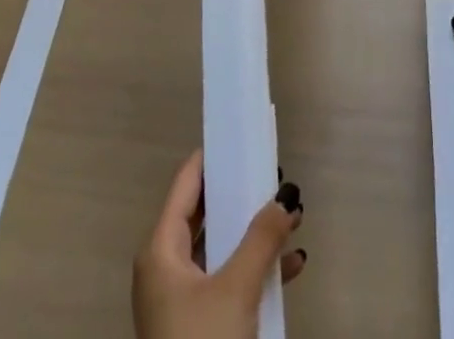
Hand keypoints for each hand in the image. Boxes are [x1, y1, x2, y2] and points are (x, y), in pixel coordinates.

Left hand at [132, 150, 306, 338]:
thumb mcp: (236, 289)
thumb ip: (263, 238)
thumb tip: (285, 195)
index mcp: (161, 249)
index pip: (187, 183)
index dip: (213, 156)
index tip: (241, 134)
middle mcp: (165, 268)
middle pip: (205, 215)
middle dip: (243, 197)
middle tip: (274, 175)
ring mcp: (180, 302)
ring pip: (220, 250)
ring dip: (255, 235)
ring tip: (292, 219)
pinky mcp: (197, 329)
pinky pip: (227, 282)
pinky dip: (255, 271)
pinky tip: (292, 268)